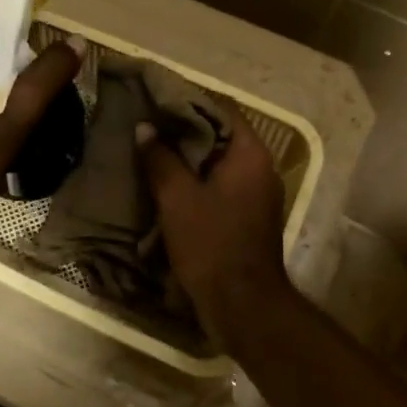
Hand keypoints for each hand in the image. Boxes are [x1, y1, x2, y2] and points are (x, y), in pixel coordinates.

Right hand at [138, 112, 293, 337]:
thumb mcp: (177, 198)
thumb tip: (145, 128)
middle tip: (147, 126)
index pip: (220, 109)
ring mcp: (257, 194)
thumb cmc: (212, 243)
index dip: (187, 102)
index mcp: (250, 154)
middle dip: (184, 130)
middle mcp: (260, 168)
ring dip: (188, 158)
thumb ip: (160, 158)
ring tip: (152, 152)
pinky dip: (197, 181)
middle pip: (220, 135)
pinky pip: (221, 186)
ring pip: (218, 163)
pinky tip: (167, 185)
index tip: (155, 100)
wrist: (242, 305)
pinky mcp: (248, 217)